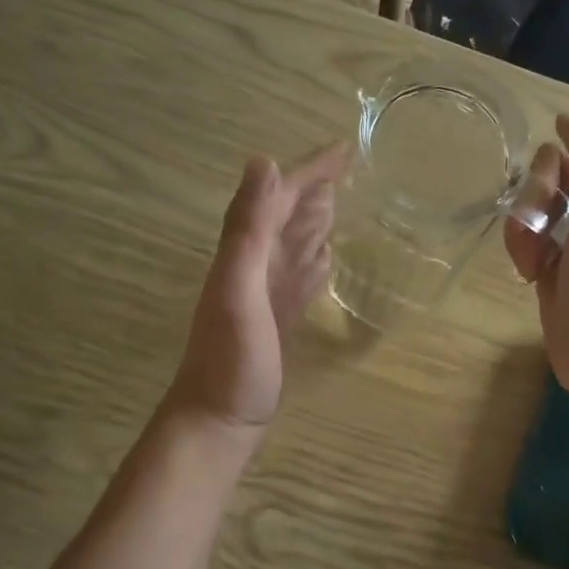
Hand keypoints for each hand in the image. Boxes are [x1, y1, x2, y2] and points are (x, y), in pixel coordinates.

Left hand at [166, 145, 347, 437]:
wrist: (218, 421)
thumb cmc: (230, 361)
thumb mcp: (238, 289)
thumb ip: (248, 229)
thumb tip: (265, 161)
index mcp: (247, 253)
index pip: (281, 198)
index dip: (310, 170)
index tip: (345, 148)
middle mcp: (256, 267)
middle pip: (289, 215)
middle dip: (315, 188)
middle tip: (350, 167)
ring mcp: (268, 296)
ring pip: (296, 245)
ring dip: (315, 221)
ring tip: (340, 201)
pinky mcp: (280, 322)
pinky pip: (301, 280)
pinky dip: (315, 264)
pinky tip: (326, 260)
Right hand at [504, 115, 568, 401]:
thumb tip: (564, 121)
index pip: (563, 155)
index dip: (547, 173)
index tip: (551, 200)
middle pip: (540, 182)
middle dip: (531, 204)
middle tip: (539, 235)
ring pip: (527, 213)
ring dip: (521, 233)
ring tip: (534, 264)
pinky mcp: (549, 272)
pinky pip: (524, 244)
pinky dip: (521, 254)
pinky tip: (530, 276)